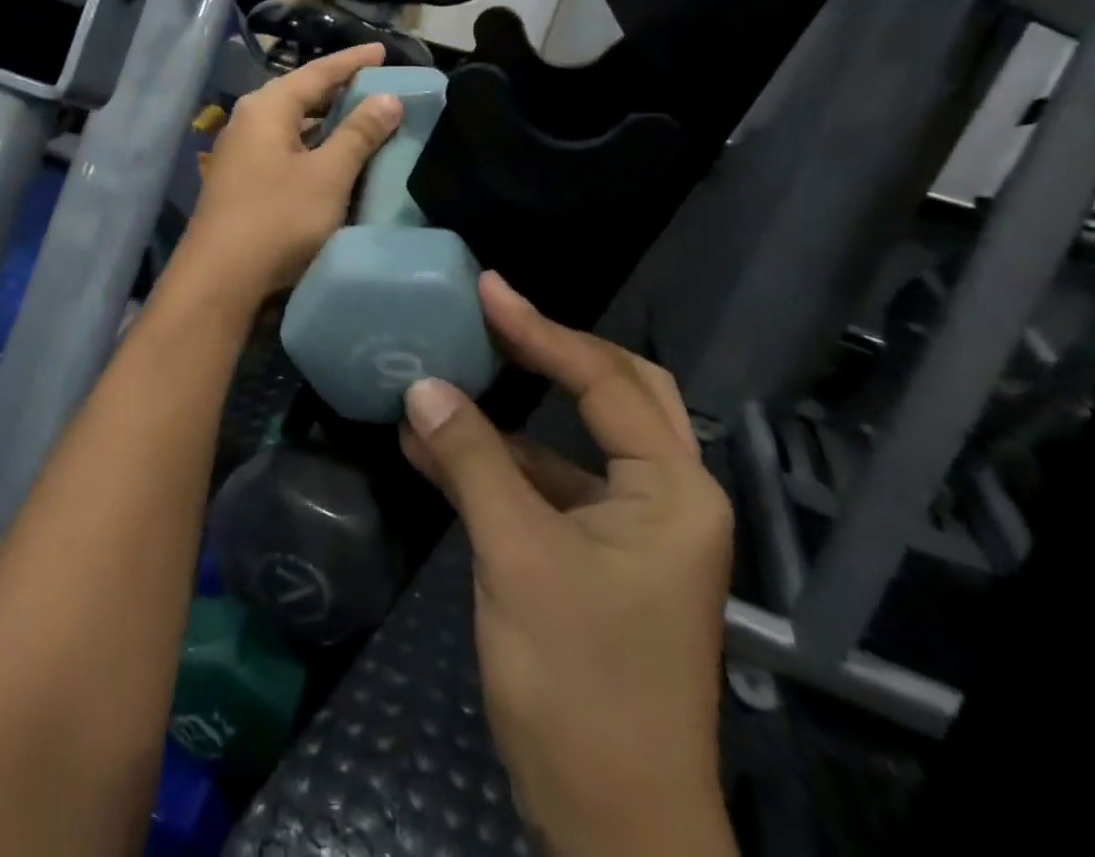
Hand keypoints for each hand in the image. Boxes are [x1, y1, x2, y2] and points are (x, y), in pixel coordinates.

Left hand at [175, 43, 403, 304]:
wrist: (219, 280)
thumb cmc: (277, 219)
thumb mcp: (327, 175)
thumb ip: (359, 134)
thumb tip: (388, 97)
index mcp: (266, 108)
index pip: (317, 72)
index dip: (352, 61)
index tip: (383, 51)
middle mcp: (248, 122)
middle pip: (300, 95)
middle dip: (339, 90)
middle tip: (377, 85)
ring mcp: (240, 154)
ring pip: (292, 126)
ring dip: (326, 122)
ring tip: (361, 118)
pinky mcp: (241, 183)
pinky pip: (285, 151)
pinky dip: (312, 147)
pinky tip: (332, 160)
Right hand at [400, 273, 736, 856]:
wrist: (612, 827)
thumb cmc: (580, 684)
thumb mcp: (517, 558)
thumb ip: (471, 462)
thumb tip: (422, 387)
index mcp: (672, 489)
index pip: (604, 380)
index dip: (539, 330)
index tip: (486, 290)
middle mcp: (666, 497)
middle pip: (615, 392)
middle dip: (553, 350)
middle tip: (495, 315)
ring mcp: (634, 530)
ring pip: (577, 441)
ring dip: (515, 412)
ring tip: (454, 368)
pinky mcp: (599, 558)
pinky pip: (551, 486)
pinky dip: (501, 463)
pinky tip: (437, 447)